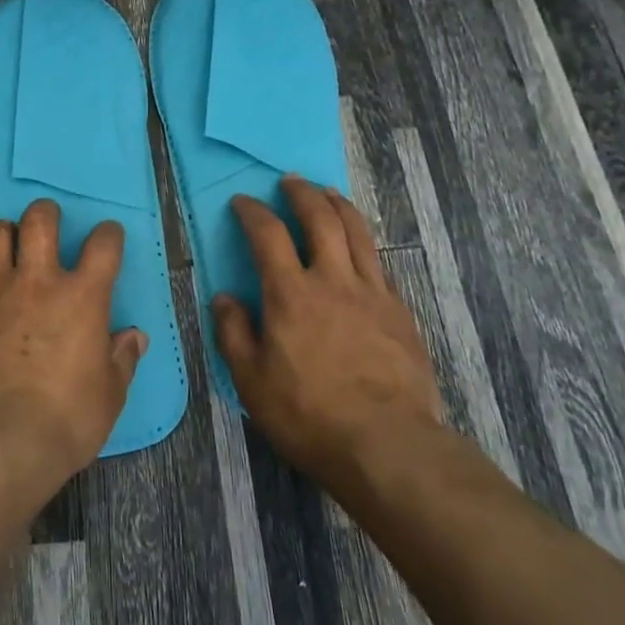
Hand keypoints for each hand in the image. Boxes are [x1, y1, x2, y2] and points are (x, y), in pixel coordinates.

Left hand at [0, 199, 146, 486]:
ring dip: (3, 234)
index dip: (108, 234)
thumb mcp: (108, 396)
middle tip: (47, 223)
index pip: (103, 246)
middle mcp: (36, 282)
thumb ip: (121, 360)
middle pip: (39, 221)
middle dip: (45, 213)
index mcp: (81, 297)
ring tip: (7, 245)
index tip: (108, 236)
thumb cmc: (64, 419)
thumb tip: (133, 337)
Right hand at [215, 176, 445, 489]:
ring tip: (328, 193)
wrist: (387, 444)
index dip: (252, 212)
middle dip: (302, 193)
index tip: (242, 202)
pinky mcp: (399, 312)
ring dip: (339, 206)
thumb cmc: (308, 414)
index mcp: (291, 293)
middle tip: (291, 181)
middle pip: (320, 218)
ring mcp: (372, 293)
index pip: (267, 234)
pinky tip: (360, 249)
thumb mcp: (251, 381)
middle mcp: (333, 280)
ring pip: (357, 232)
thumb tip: (224, 298)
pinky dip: (364, 244)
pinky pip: (379, 263)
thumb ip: (233, 333)